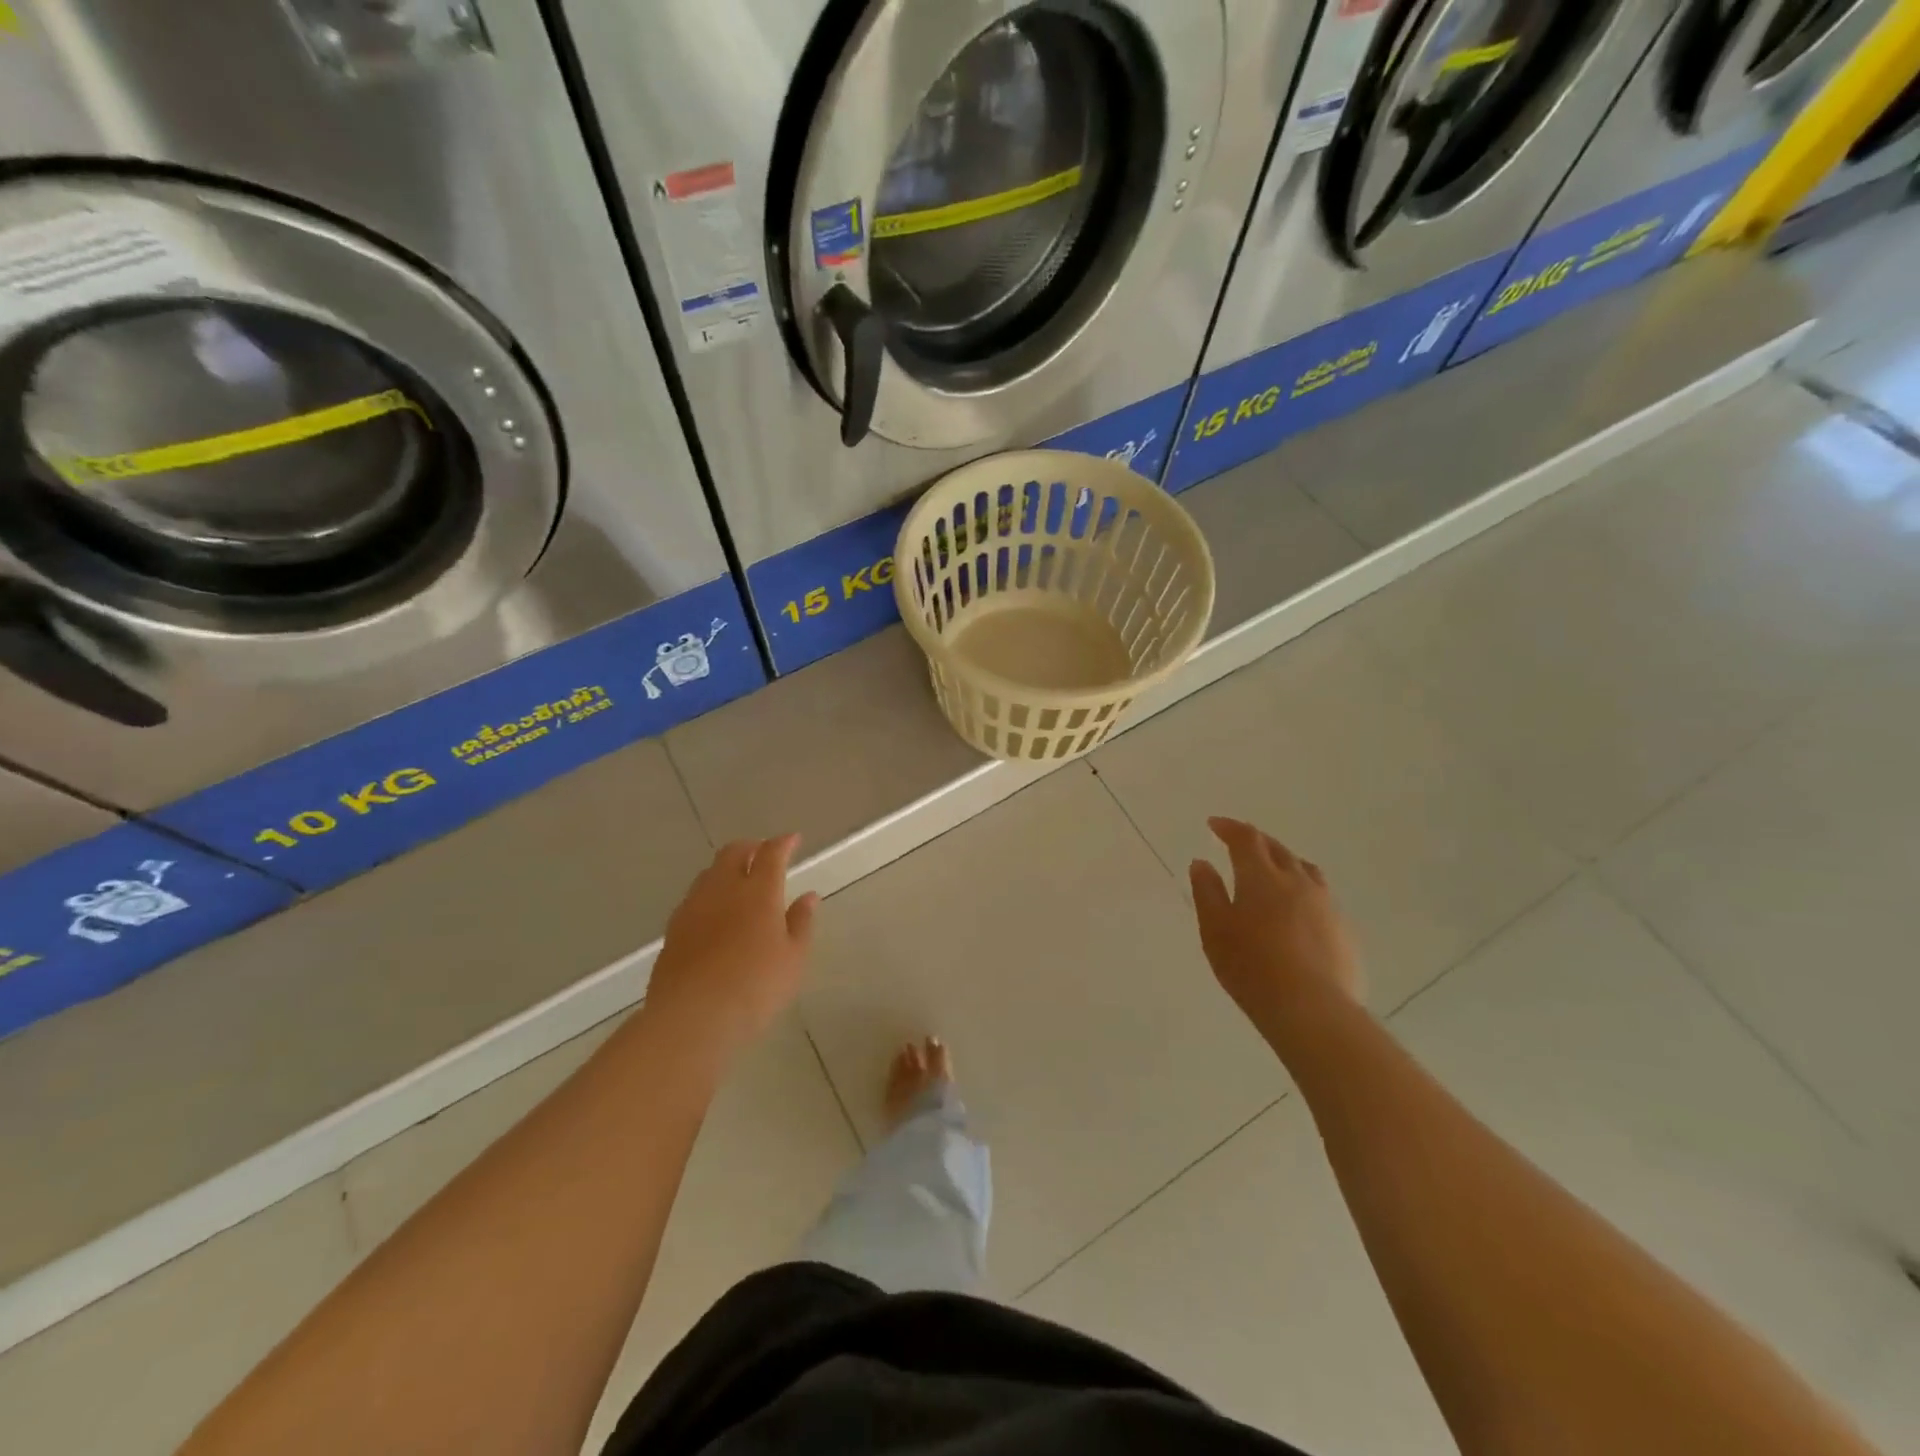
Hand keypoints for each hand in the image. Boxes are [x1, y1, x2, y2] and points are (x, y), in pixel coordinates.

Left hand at [646, 835, 817, 1056]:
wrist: (691, 1018)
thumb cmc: (755, 987)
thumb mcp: (793, 959)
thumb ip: (801, 923)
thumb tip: (808, 896)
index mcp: (758, 892)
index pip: (771, 854)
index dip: (783, 843)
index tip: (793, 839)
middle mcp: (723, 890)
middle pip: (733, 853)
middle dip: (751, 847)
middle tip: (764, 854)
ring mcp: (693, 908)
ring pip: (710, 873)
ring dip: (727, 868)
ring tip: (739, 881)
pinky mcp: (673, 929)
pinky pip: (694, 897)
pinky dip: (710, 893)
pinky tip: (715, 913)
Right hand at [1189, 818, 1361, 1042]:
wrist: (1312, 1009)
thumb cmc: (1251, 967)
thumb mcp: (1215, 930)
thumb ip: (1207, 892)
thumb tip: (1202, 863)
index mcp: (1261, 877)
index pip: (1246, 838)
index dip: (1229, 827)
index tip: (1214, 824)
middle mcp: (1297, 881)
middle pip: (1277, 849)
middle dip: (1256, 841)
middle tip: (1239, 843)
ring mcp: (1326, 905)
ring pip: (1305, 870)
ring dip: (1285, 862)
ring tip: (1273, 871)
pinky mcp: (1344, 930)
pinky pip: (1321, 898)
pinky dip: (1303, 892)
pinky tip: (1297, 912)